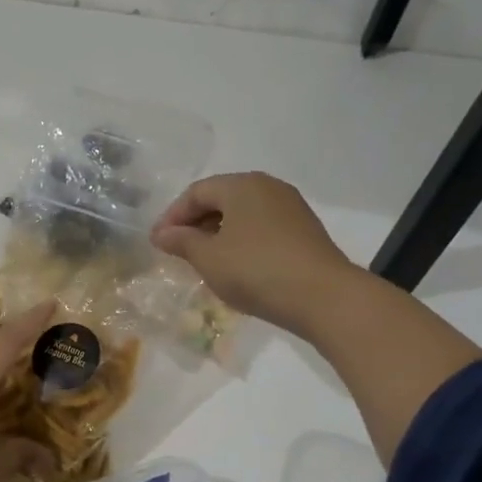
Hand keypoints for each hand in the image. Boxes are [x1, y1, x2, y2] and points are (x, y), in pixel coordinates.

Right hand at [151, 171, 357, 336]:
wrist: (323, 296)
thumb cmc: (256, 270)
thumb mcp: (209, 258)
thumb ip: (182, 241)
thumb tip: (161, 233)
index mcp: (242, 185)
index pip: (196, 192)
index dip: (172, 216)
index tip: (158, 242)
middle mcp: (267, 187)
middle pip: (221, 198)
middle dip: (195, 223)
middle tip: (178, 250)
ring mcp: (290, 207)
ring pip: (243, 213)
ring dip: (218, 233)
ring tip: (204, 260)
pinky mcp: (304, 230)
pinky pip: (261, 227)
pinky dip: (241, 240)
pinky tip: (236, 265)